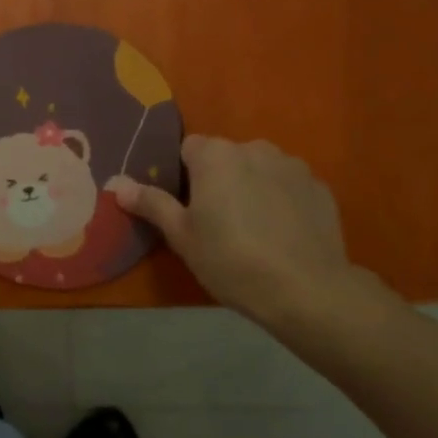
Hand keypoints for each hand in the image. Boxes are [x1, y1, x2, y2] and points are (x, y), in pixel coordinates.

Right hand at [108, 136, 399, 334]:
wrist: (307, 290)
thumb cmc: (232, 260)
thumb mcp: (182, 236)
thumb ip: (151, 203)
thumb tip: (117, 183)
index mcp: (216, 155)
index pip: (188, 148)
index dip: (183, 175)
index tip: (186, 207)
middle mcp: (254, 148)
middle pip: (226, 157)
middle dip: (219, 181)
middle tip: (217, 223)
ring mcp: (292, 165)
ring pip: (259, 169)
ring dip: (252, 187)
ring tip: (254, 230)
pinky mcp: (320, 187)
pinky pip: (289, 186)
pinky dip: (282, 201)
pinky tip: (282, 235)